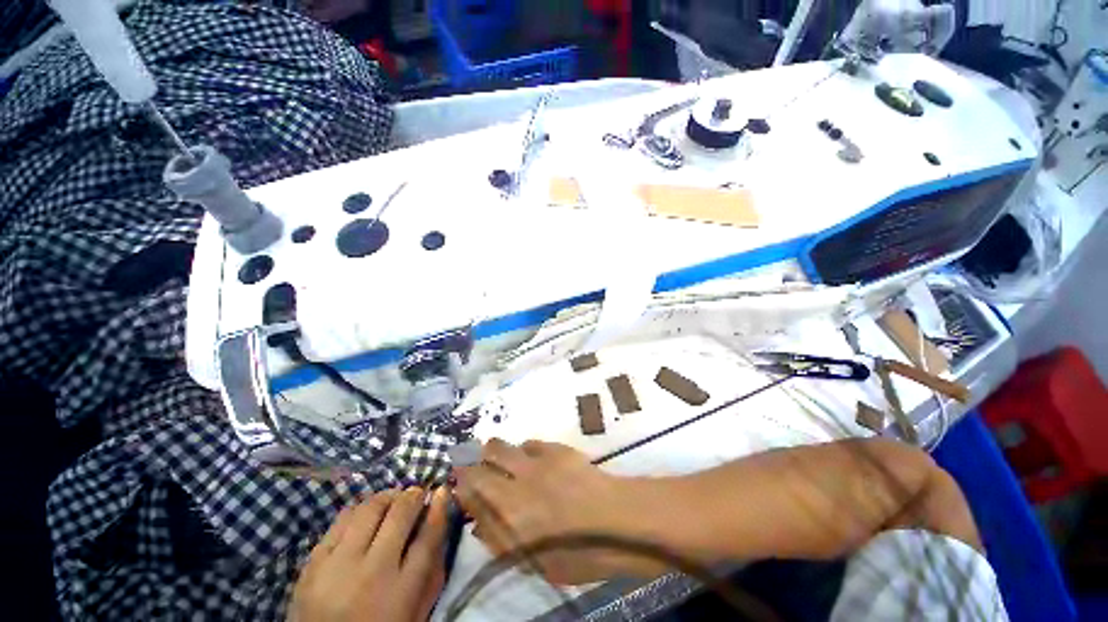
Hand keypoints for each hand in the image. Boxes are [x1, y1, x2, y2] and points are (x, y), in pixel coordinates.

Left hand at [292, 488, 448, 621]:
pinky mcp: (313, 563)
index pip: (428, 537)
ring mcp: (338, 566)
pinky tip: (365, 515)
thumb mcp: (415, 614)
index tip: (442, 491)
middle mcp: (372, 573)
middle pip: (400, 515)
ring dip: (387, 498)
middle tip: (417, 493)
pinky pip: (341, 520)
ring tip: (392, 500)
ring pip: (369, 509)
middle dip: (413, 496)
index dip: (439, 508)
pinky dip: (359, 510)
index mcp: (401, 592)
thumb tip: (440, 525)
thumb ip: (433, 575)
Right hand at [453, 439, 666, 585]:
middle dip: (473, 460)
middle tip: (477, 469)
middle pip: (484, 456)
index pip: (472, 486)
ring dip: (496, 452)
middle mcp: (519, 478)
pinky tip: (532, 461)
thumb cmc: (578, 553)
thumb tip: (477, 520)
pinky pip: (530, 443)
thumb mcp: (534, 562)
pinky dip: (524, 451)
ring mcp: (538, 459)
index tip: (458, 481)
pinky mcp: (556, 448)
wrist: (618, 521)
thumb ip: (499, 539)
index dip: (461, 481)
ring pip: (503, 444)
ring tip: (502, 463)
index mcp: (510, 511)